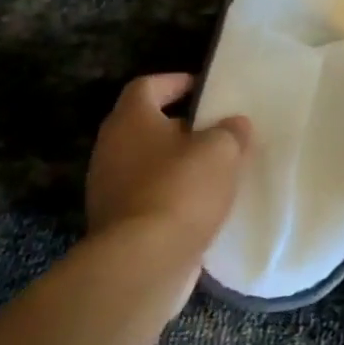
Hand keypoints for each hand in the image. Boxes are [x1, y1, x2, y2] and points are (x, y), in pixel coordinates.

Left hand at [85, 74, 250, 265]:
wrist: (144, 261)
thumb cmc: (181, 189)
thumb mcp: (221, 150)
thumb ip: (230, 131)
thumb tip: (234, 124)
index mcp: (131, 120)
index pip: (146, 86)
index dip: (174, 82)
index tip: (202, 88)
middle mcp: (111, 149)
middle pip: (144, 126)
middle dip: (178, 126)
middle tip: (213, 130)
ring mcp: (108, 189)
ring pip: (146, 164)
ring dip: (175, 164)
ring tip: (212, 170)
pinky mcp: (117, 224)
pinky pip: (147, 197)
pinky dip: (170, 196)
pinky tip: (199, 205)